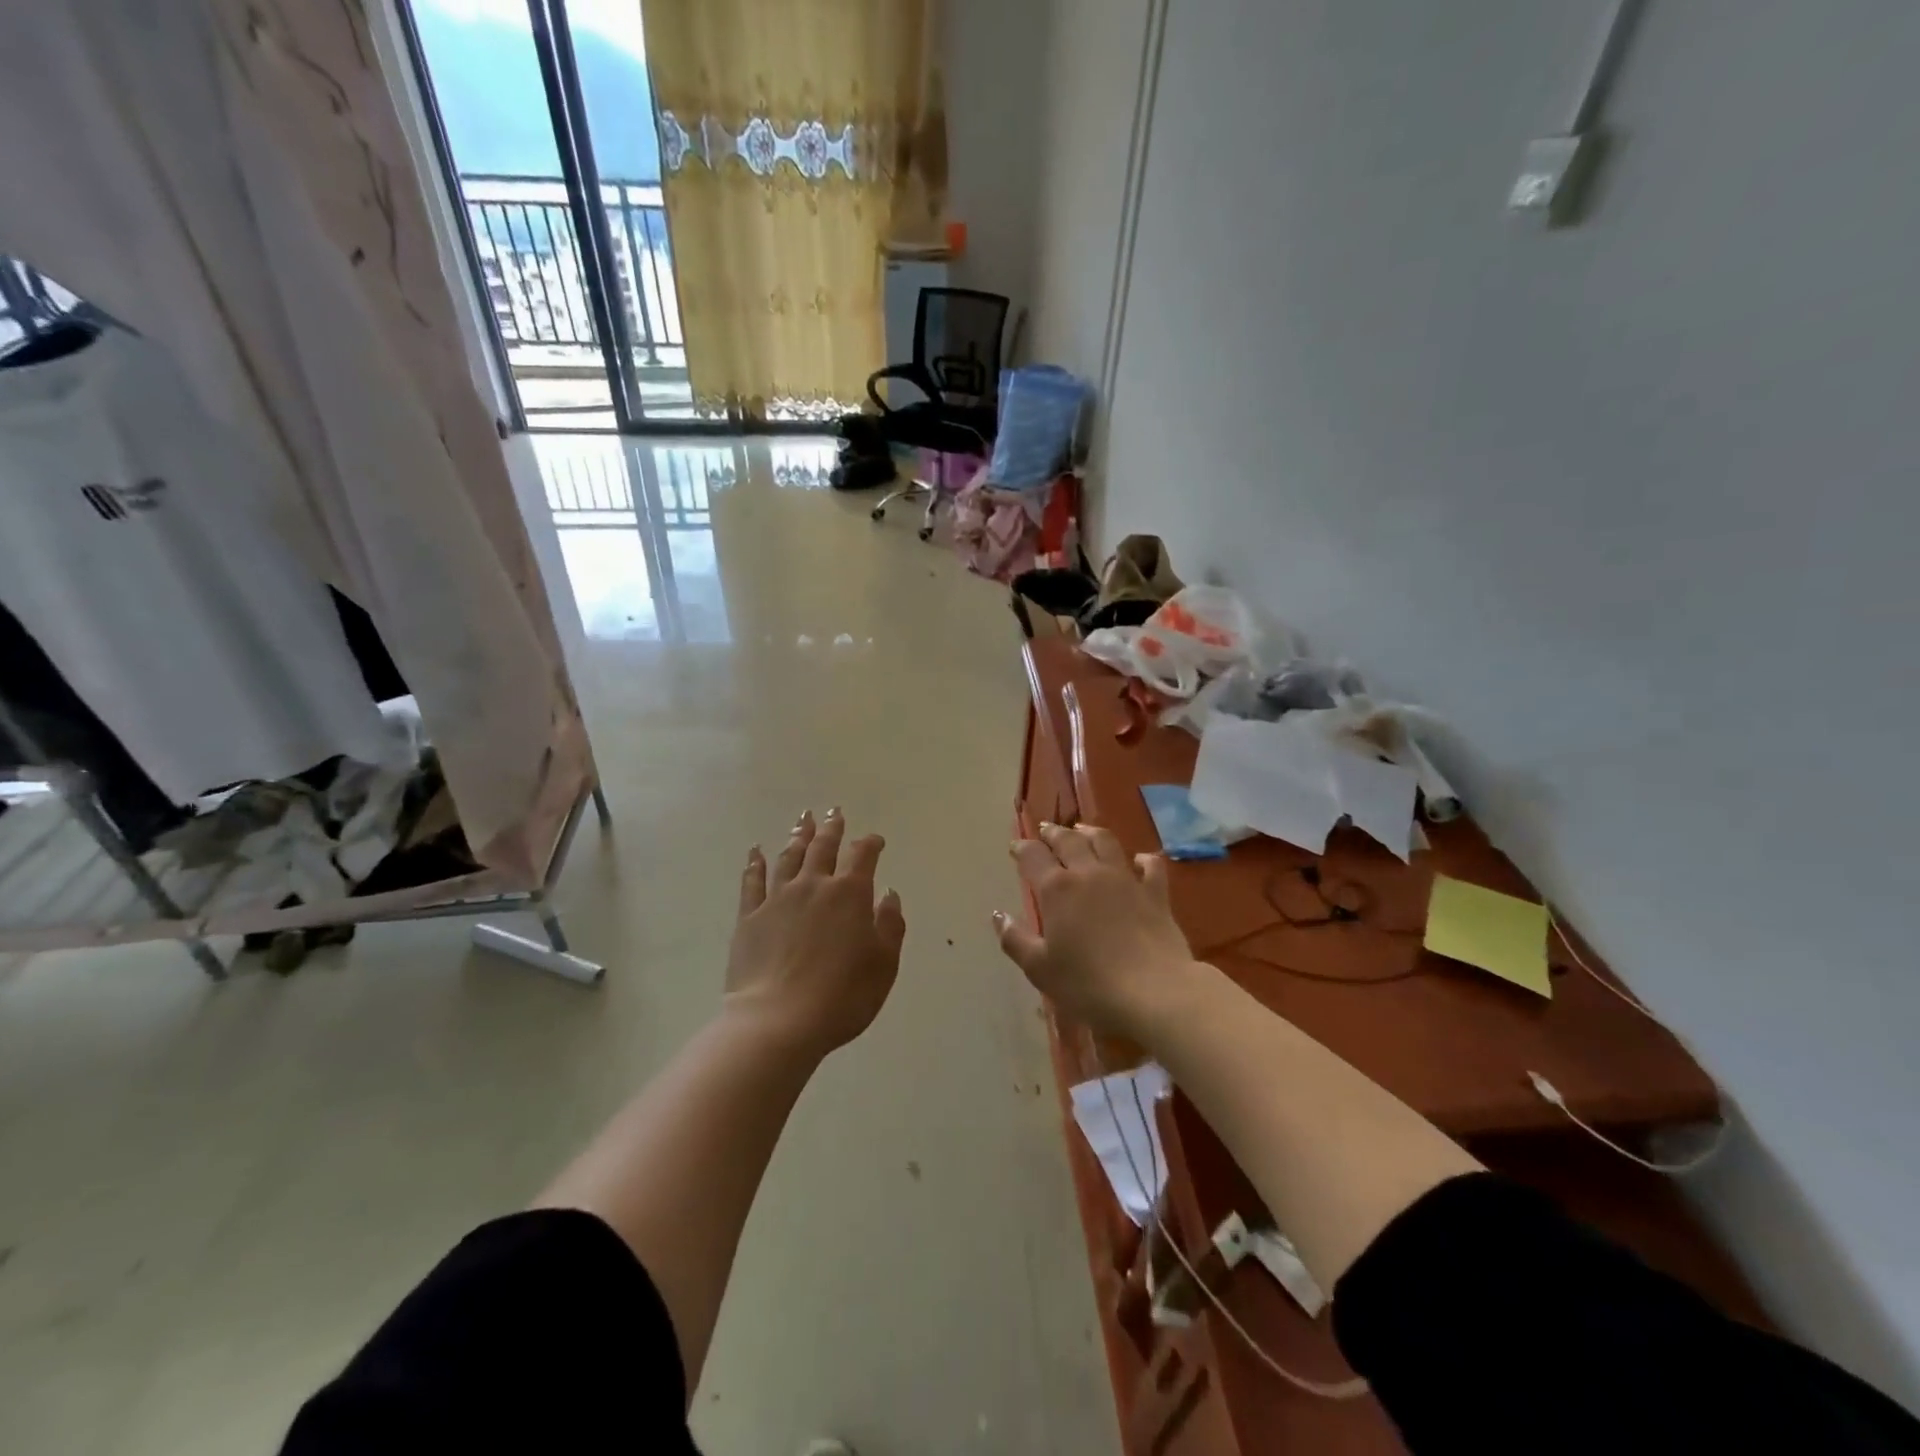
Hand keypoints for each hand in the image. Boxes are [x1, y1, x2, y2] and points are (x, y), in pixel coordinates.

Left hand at [726, 809, 905, 1057]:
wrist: (778, 1021)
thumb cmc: (842, 996)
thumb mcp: (883, 964)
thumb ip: (890, 925)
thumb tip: (887, 894)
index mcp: (850, 894)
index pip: (863, 856)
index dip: (871, 844)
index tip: (875, 840)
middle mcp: (814, 886)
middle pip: (823, 847)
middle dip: (832, 828)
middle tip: (834, 811)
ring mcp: (778, 899)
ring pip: (789, 857)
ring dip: (798, 836)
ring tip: (803, 820)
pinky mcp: (749, 917)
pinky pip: (753, 881)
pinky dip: (755, 863)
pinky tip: (756, 851)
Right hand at [994, 822, 1200, 1040]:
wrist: (1155, 992)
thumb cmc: (1089, 984)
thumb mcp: (1040, 969)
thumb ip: (1015, 940)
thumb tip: (998, 915)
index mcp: (1057, 889)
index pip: (1033, 857)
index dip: (1022, 848)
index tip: (1015, 847)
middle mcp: (1089, 874)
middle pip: (1068, 840)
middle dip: (1053, 833)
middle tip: (1045, 831)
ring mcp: (1125, 879)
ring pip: (1106, 842)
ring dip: (1090, 832)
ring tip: (1082, 830)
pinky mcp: (1155, 893)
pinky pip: (1151, 865)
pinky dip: (1143, 859)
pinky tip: (1140, 859)